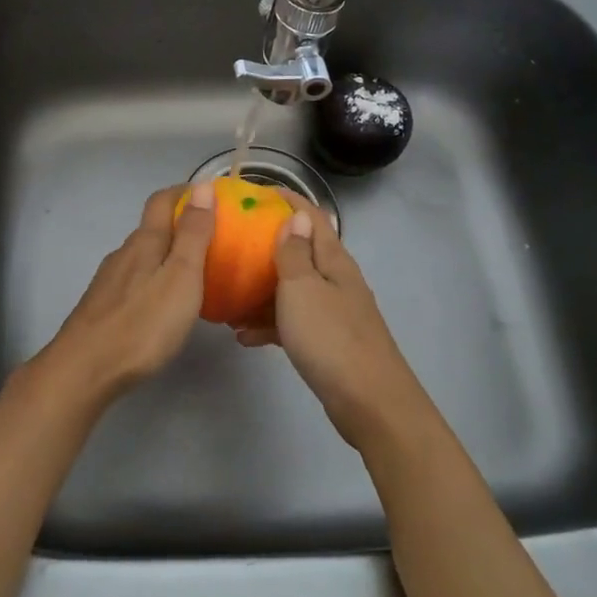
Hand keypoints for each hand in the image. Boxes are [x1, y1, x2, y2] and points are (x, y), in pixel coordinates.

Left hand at [37, 182, 216, 403]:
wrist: (84, 369)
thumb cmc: (143, 323)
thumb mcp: (181, 276)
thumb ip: (193, 233)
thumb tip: (201, 185)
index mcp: (145, 242)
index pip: (162, 201)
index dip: (183, 192)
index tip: (207, 194)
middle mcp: (124, 254)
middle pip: (151, 228)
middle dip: (178, 225)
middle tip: (210, 238)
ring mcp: (109, 280)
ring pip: (141, 256)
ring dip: (165, 254)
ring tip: (191, 272)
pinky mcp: (102, 306)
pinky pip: (133, 280)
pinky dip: (152, 279)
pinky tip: (161, 303)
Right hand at [237, 194, 426, 451]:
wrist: (369, 403)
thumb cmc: (331, 338)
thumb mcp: (303, 289)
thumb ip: (295, 253)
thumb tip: (296, 216)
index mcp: (333, 260)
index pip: (310, 217)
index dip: (285, 200)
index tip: (252, 194)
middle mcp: (335, 280)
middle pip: (299, 252)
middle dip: (265, 246)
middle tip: (229, 244)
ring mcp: (333, 312)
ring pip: (292, 289)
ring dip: (261, 290)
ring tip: (227, 297)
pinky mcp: (327, 341)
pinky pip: (292, 322)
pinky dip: (269, 324)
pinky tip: (243, 337)